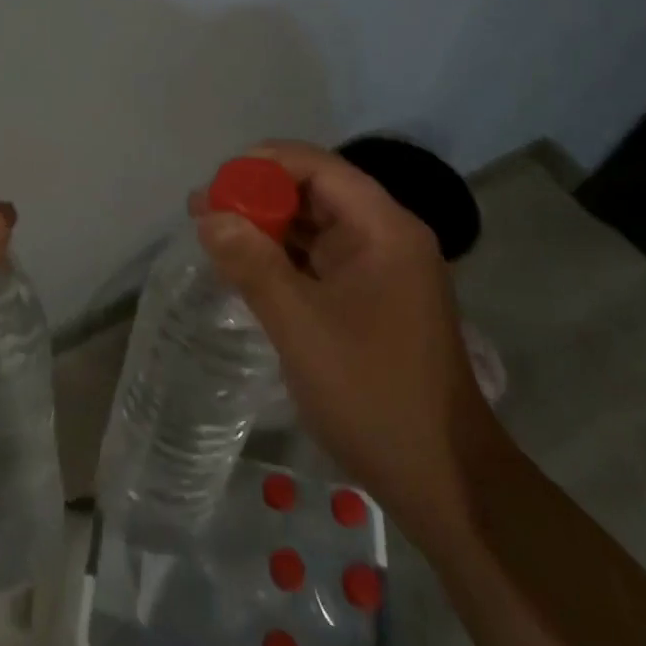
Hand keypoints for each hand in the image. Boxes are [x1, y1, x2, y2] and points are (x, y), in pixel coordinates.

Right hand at [194, 140, 500, 544]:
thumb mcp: (301, 325)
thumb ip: (252, 264)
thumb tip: (208, 215)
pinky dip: (282, 257)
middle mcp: (386, 237)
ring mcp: (380, 270)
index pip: (319, 167)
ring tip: (211, 231)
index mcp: (383, 229)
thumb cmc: (373, 394)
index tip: (216, 182)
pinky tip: (245, 265)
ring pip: (316, 227)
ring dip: (267, 226)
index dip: (264, 164)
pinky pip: (320, 261)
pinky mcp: (370, 300)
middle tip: (203, 209)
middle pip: (316, 192)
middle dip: (259, 195)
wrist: (443, 481)